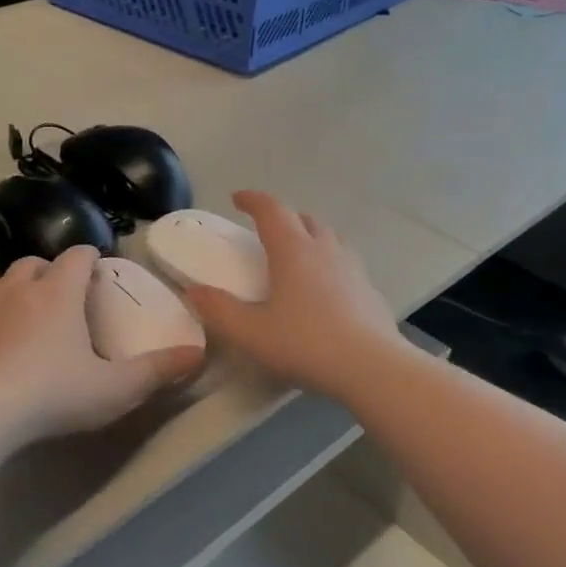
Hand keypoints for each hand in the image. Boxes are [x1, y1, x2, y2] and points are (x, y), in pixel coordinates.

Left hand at [0, 246, 201, 446]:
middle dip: (52, 272)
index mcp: (57, 294)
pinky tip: (1, 351)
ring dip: (21, 292)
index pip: (76, 256)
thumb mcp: (113, 389)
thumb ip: (156, 371)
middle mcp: (18, 290)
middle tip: (66, 298)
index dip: (90, 258)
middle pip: (35, 263)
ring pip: (4, 284)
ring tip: (33, 322)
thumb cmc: (51, 394)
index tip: (100, 272)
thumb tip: (198, 354)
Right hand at [185, 191, 404, 399]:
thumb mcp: (251, 332)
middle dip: (283, 217)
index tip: (237, 199)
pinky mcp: (369, 290)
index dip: (252, 200)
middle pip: (304, 218)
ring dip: (309, 236)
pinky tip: (324, 290)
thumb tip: (194, 291)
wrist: (371, 367)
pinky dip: (328, 263)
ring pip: (329, 237)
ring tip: (296, 256)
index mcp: (293, 250)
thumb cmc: (305, 344)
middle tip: (265, 231)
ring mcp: (352, 268)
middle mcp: (325, 249)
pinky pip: (345, 262)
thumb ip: (219, 310)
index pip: (271, 210)